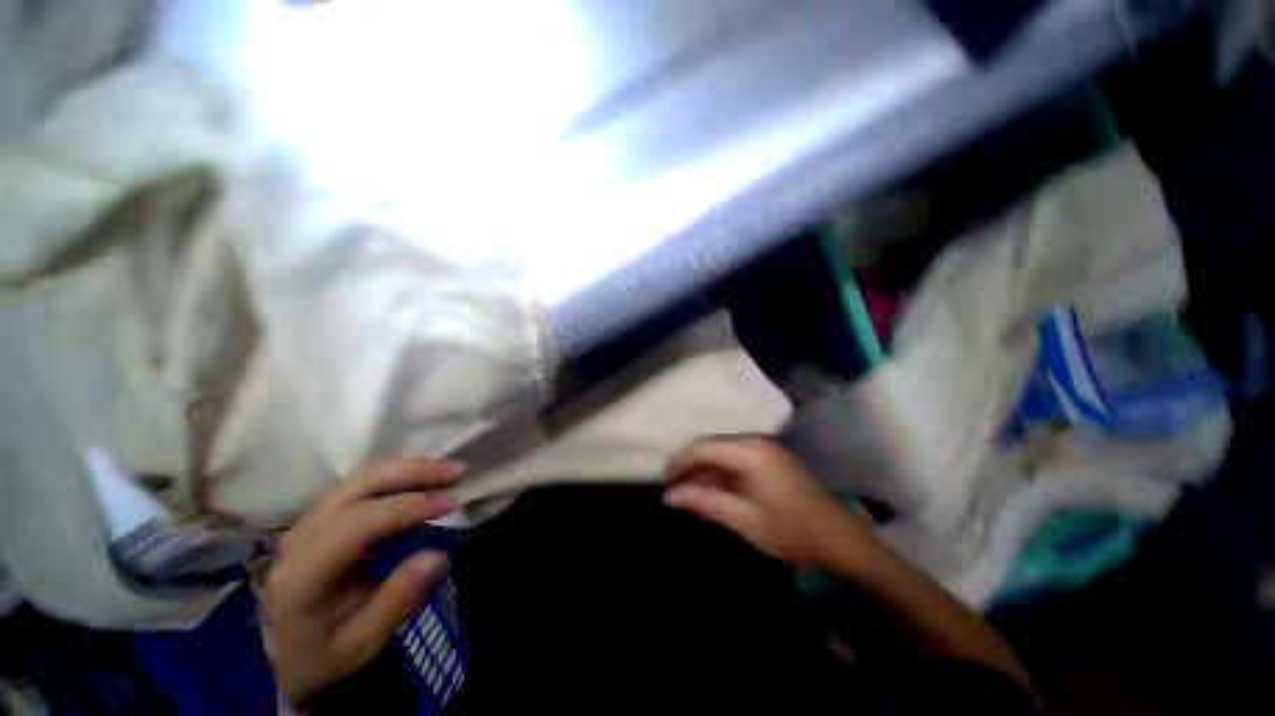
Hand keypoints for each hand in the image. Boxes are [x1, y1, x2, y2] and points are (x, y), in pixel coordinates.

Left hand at [267, 458, 463, 705]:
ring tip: (448, 469)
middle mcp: (302, 534)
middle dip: (415, 471)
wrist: (291, 652)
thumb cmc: (328, 653)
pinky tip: (423, 475)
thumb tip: (438, 555)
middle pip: (360, 484)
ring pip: (362, 474)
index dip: (410, 506)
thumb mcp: (364, 642)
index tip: (453, 503)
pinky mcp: (322, 514)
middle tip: (459, 471)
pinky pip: (362, 479)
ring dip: (410, 466)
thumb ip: (398, 599)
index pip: (361, 521)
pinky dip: (398, 471)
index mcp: (305, 571)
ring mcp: (309, 519)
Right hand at [664, 437, 874, 567]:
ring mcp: (763, 449)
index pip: (703, 448)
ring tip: (686, 496)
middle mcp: (755, 442)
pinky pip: (734, 462)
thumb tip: (670, 496)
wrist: (842, 542)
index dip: (679, 463)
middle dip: (688, 468)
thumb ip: (705, 502)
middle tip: (671, 491)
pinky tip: (709, 495)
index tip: (662, 482)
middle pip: (711, 447)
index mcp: (750, 452)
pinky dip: (719, 477)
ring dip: (703, 473)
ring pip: (721, 454)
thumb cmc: (793, 533)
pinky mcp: (768, 460)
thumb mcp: (745, 521)